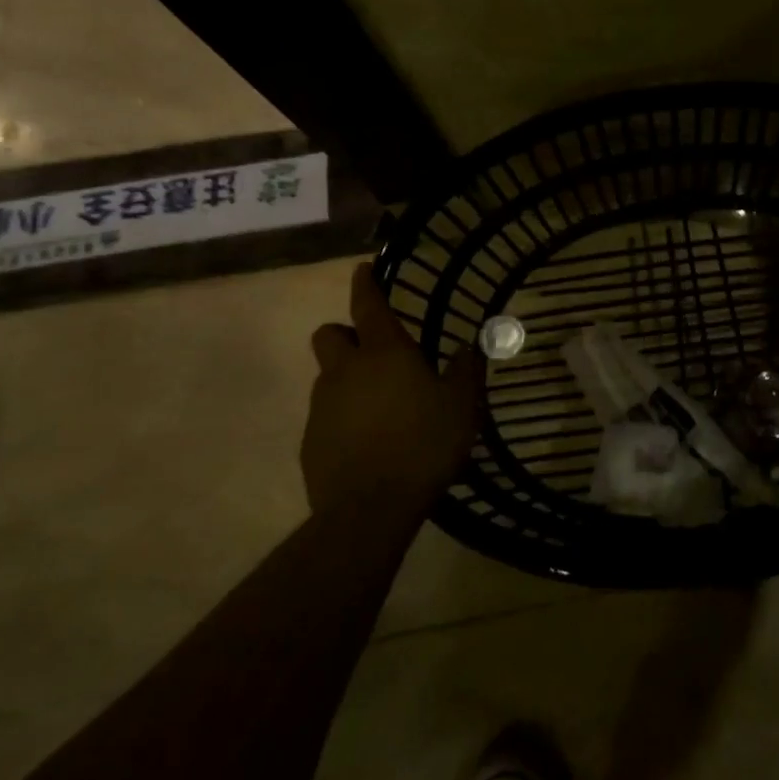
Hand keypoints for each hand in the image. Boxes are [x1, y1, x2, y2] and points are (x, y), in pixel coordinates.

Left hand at [302, 262, 483, 514]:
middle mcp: (346, 370)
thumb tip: (468, 348)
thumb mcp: (461, 406)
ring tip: (379, 405)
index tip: (362, 269)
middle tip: (373, 351)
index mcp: (385, 353)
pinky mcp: (310, 441)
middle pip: (329, 334)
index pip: (367, 305)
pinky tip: (367, 440)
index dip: (365, 284)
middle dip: (345, 334)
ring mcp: (322, 406)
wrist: (369, 510)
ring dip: (347, 378)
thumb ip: (465, 372)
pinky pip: (325, 414)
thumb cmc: (423, 444)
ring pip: (327, 376)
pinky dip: (342, 416)